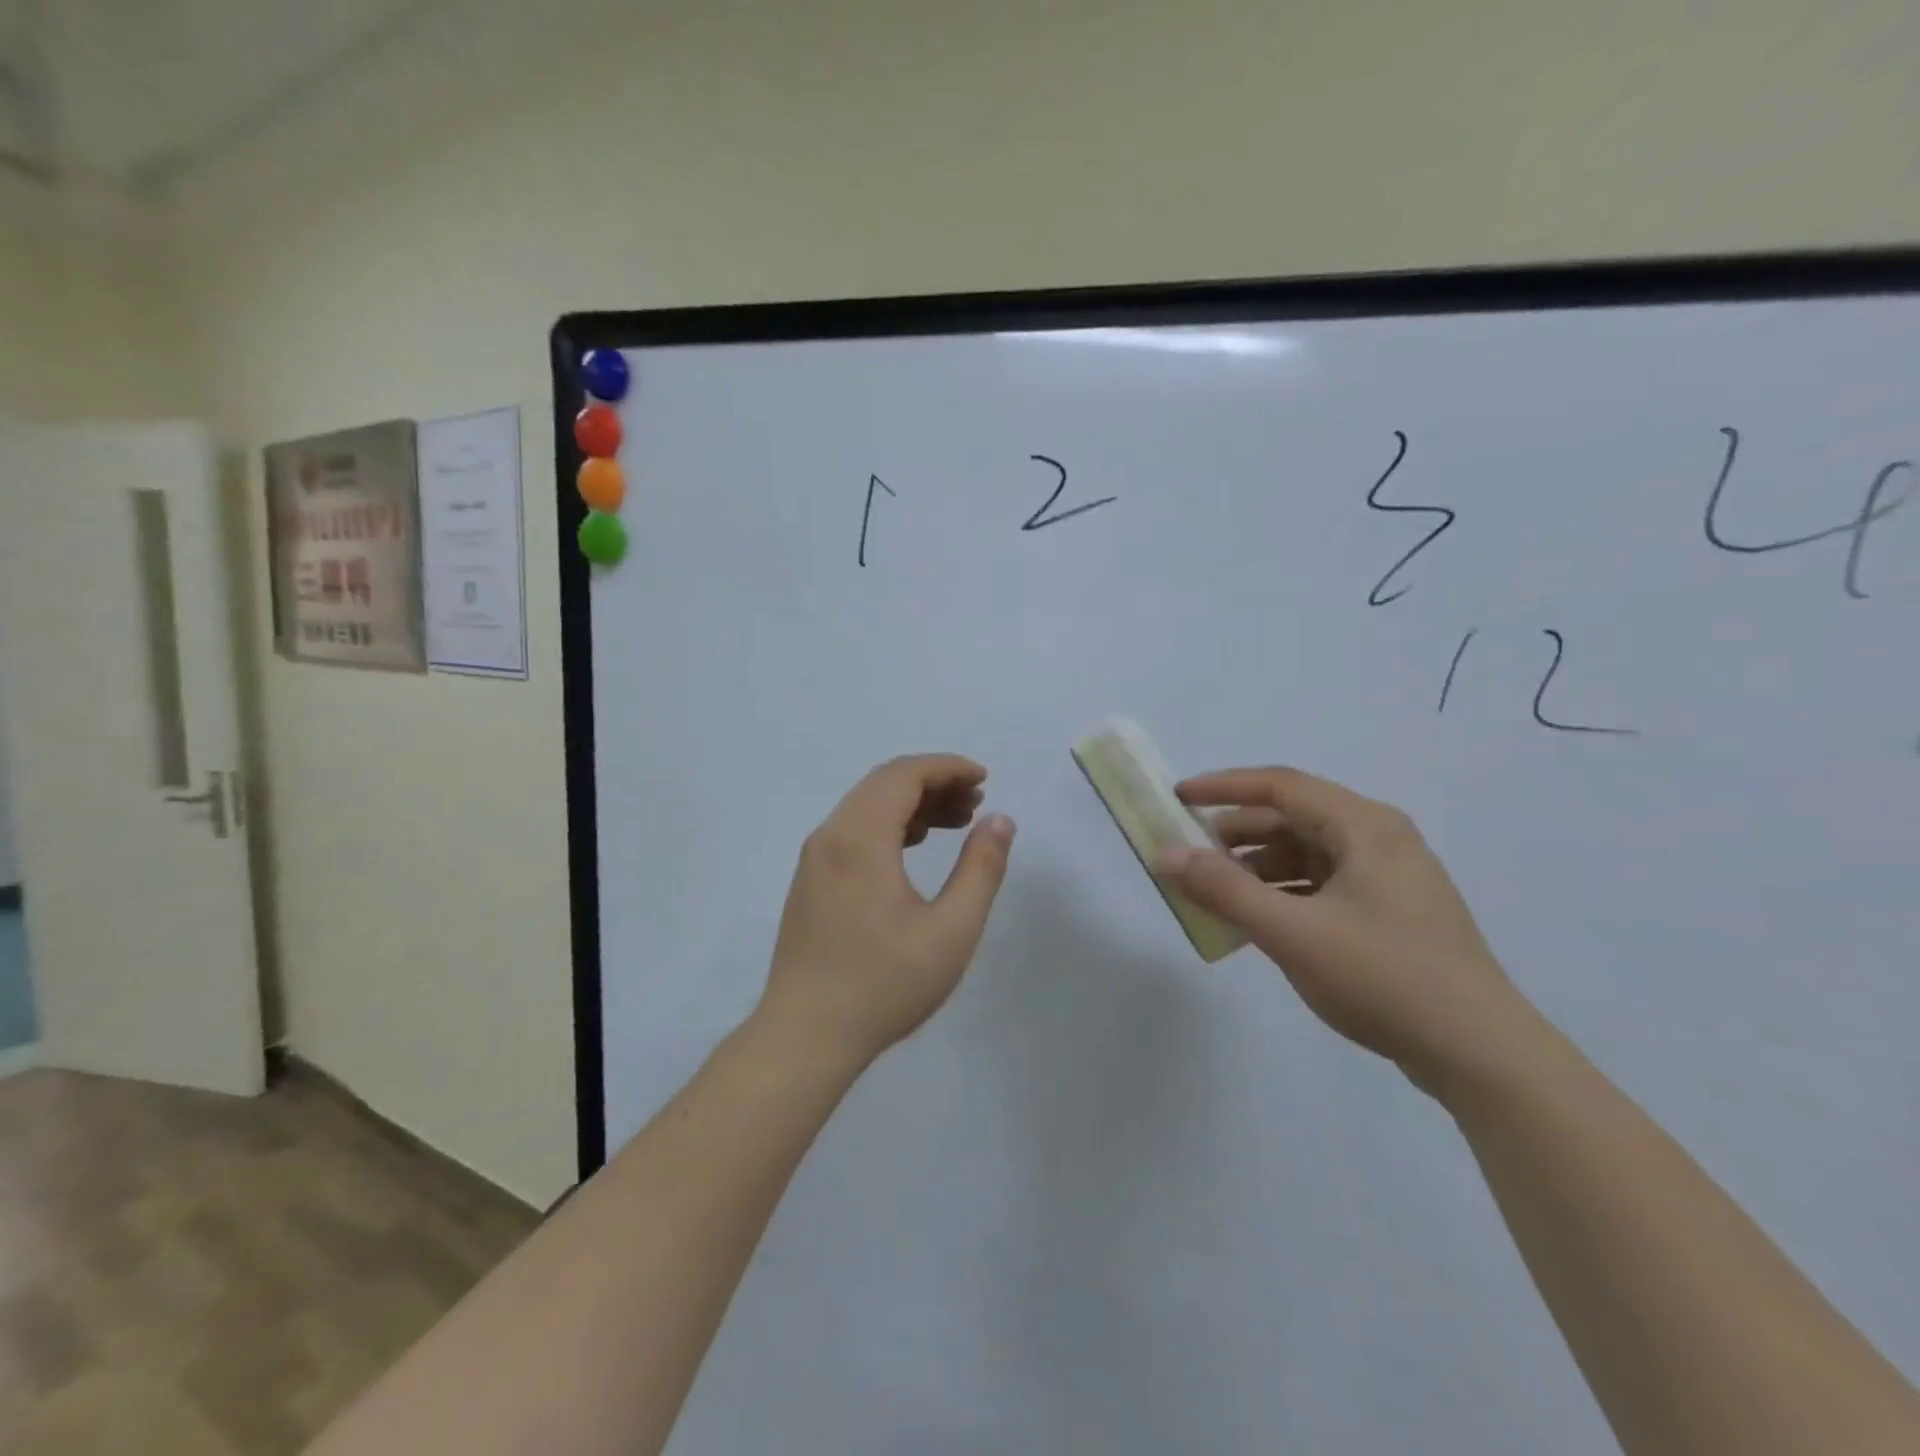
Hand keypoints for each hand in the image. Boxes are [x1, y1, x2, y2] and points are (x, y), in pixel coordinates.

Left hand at [758, 755, 1015, 1067]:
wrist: (806, 1036)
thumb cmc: (884, 985)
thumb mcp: (951, 930)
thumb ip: (981, 869)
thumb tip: (999, 821)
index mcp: (860, 838)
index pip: (904, 775)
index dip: (948, 768)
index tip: (984, 780)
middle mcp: (831, 836)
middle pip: (884, 784)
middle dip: (933, 783)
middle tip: (975, 803)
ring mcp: (815, 859)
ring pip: (867, 806)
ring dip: (912, 804)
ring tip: (956, 821)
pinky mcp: (811, 881)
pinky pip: (853, 830)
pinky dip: (889, 825)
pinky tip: (914, 845)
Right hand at [1156, 767, 1536, 1096]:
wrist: (1481, 1054)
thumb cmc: (1384, 977)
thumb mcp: (1292, 933)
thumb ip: (1224, 891)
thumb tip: (1165, 856)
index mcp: (1364, 827)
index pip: (1280, 786)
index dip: (1223, 788)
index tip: (1177, 798)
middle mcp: (1379, 839)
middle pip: (1292, 818)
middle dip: (1237, 835)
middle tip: (1191, 856)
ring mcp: (1388, 877)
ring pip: (1306, 854)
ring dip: (1258, 868)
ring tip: (1218, 894)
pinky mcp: (1390, 912)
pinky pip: (1322, 885)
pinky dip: (1284, 894)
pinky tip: (1259, 921)